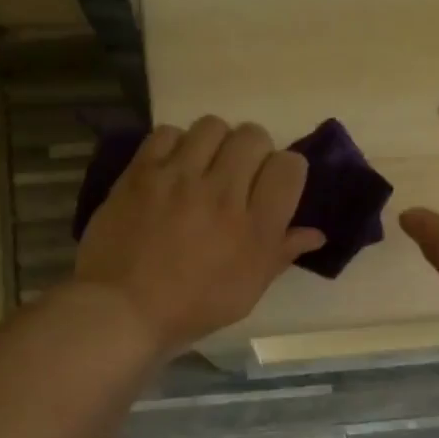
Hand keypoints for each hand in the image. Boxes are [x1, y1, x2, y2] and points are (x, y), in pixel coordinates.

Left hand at [74, 117, 324, 355]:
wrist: (123, 310)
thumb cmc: (192, 309)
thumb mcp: (247, 292)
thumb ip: (280, 254)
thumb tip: (315, 234)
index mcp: (255, 228)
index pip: (289, 167)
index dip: (287, 171)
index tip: (273, 186)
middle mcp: (223, 194)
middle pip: (253, 137)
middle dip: (253, 152)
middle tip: (239, 176)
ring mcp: (179, 178)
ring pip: (213, 127)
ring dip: (215, 144)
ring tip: (204, 167)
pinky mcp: (142, 172)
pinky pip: (168, 133)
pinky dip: (176, 145)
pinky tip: (172, 169)